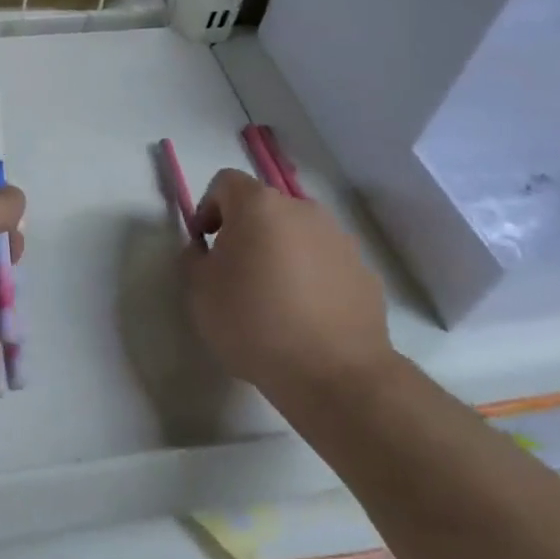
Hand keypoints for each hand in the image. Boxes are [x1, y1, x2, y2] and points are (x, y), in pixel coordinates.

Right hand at [185, 168, 394, 415]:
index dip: (209, 208)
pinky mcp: (365, 272)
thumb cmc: (255, 323)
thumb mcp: (199, 291)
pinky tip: (305, 315)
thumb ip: (194, 258)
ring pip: (298, 234)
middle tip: (236, 271)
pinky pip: (326, 262)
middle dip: (247, 230)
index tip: (205, 244)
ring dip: (282, 252)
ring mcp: (340, 239)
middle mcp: (302, 210)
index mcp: (259, 205)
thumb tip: (206, 250)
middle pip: (265, 206)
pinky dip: (311, 276)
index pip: (225, 182)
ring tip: (274, 297)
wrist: (337, 376)